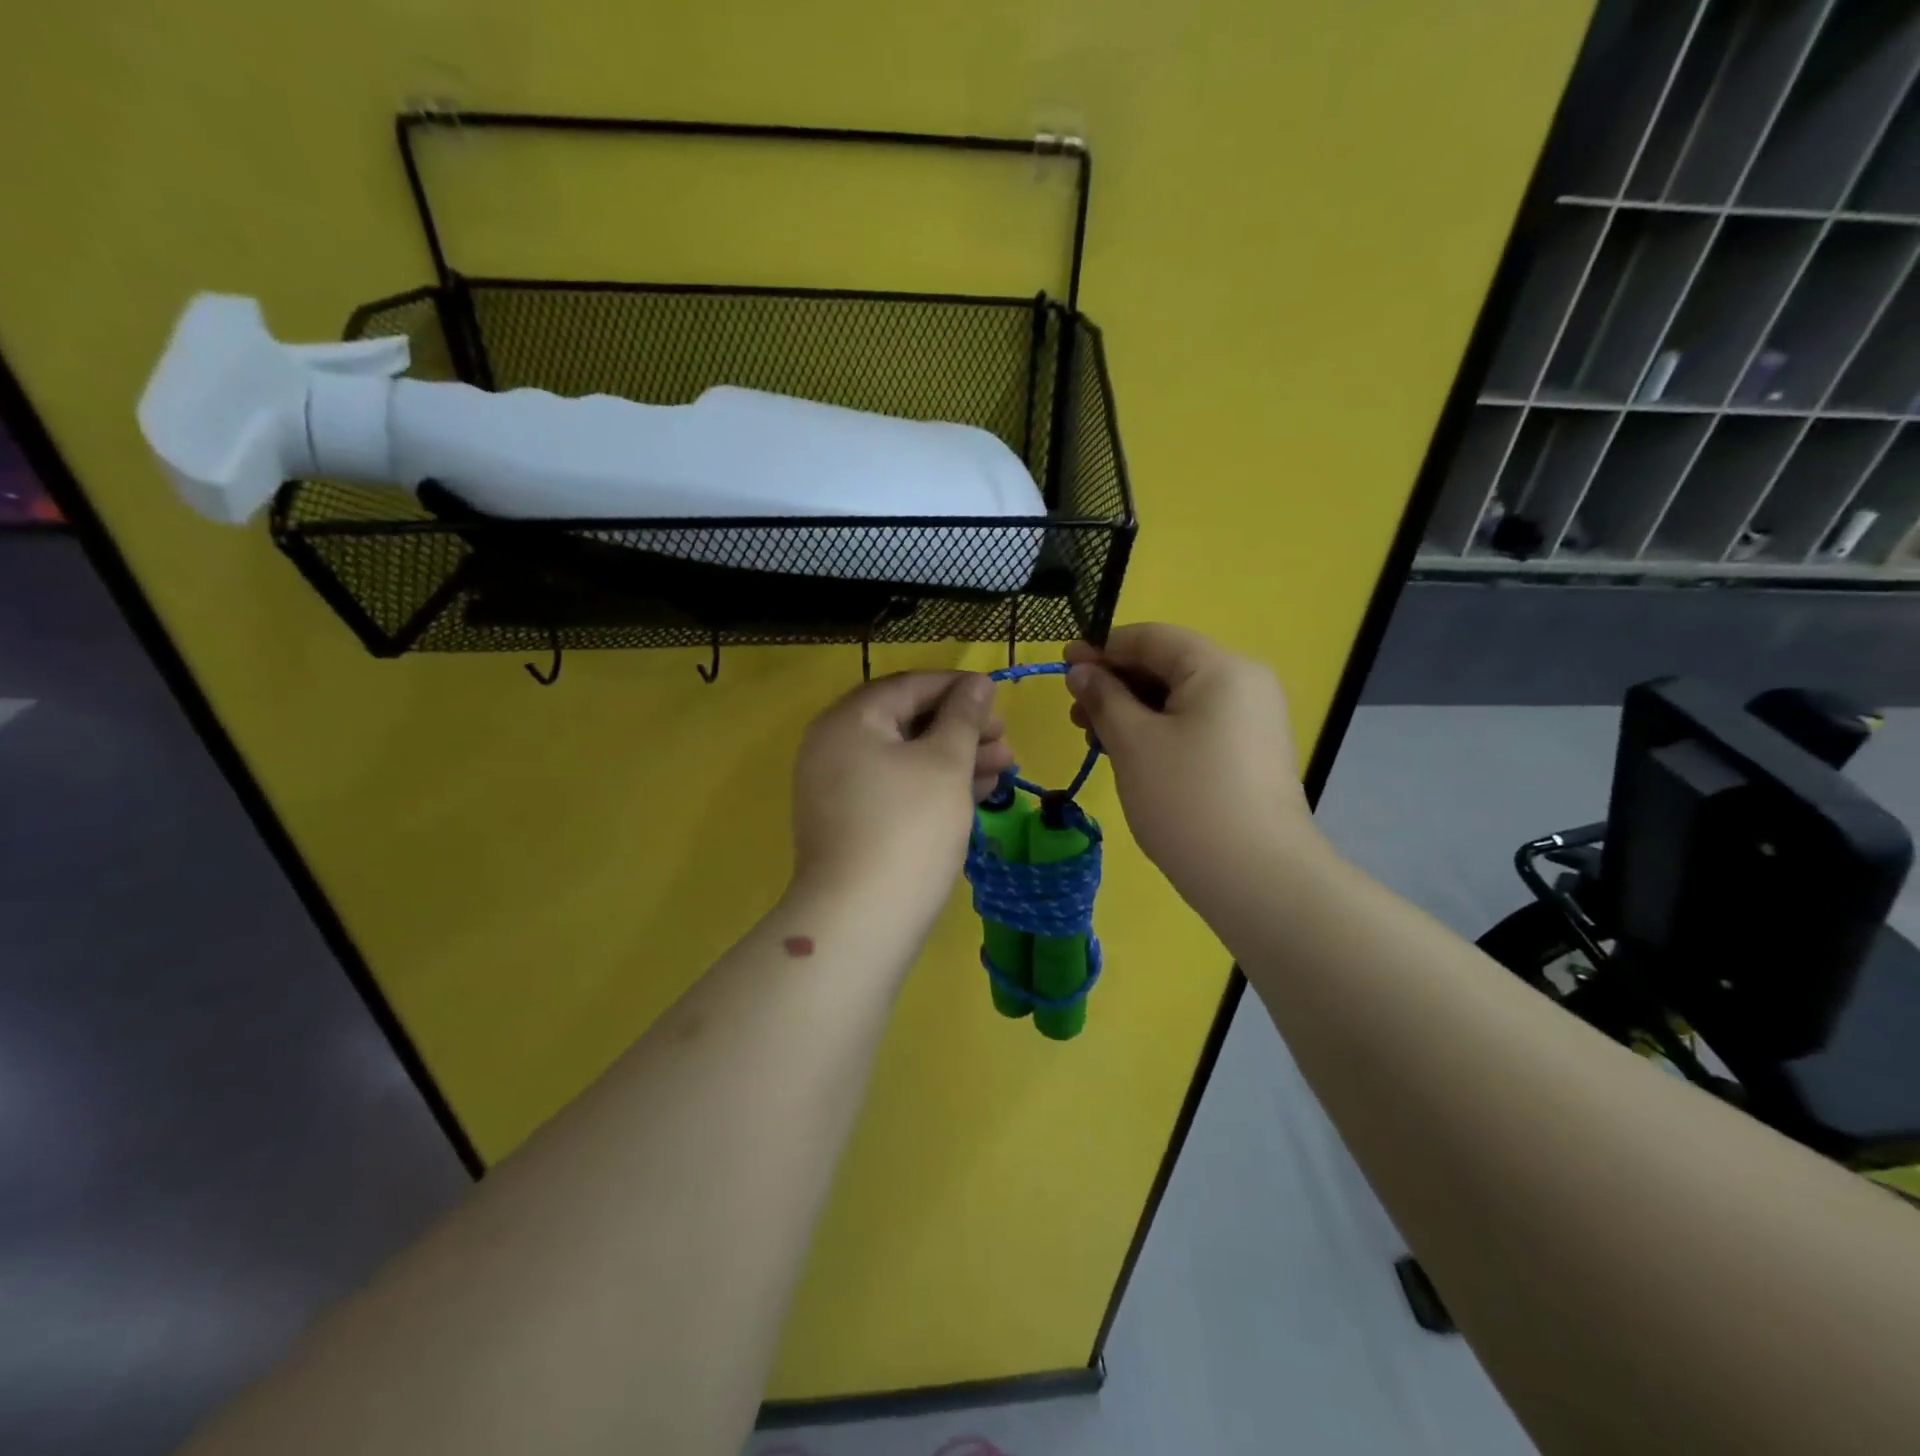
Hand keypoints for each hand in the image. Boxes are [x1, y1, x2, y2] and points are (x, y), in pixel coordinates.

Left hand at [790, 672, 1012, 924]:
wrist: (861, 920)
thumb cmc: (909, 827)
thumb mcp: (945, 763)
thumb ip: (963, 716)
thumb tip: (977, 682)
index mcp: (849, 721)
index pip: (908, 686)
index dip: (957, 687)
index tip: (998, 696)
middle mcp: (835, 747)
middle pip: (907, 722)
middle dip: (961, 728)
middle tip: (1005, 739)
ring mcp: (840, 789)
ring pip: (906, 759)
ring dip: (955, 758)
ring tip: (1005, 766)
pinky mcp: (852, 823)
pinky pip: (897, 788)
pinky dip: (934, 786)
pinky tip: (978, 791)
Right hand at [1064, 625, 1319, 907]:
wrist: (1256, 877)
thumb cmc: (1186, 799)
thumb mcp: (1133, 742)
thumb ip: (1103, 697)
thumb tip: (1081, 671)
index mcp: (1220, 668)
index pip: (1152, 638)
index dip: (1102, 648)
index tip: (1062, 666)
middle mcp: (1244, 683)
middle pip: (1167, 666)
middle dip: (1115, 683)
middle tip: (1074, 711)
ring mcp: (1251, 720)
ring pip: (1179, 699)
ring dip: (1132, 710)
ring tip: (1093, 737)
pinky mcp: (1248, 754)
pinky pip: (1195, 725)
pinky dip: (1158, 731)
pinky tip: (1127, 754)